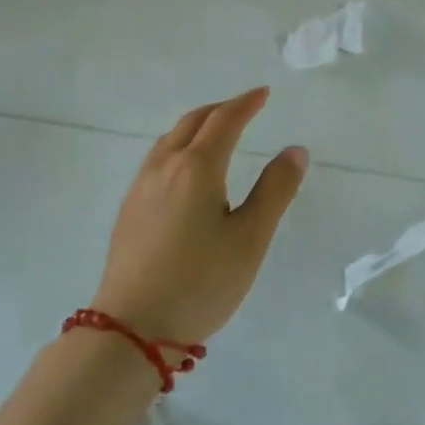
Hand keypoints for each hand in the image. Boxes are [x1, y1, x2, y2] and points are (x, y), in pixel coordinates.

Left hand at [92, 87, 308, 342]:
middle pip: (192, 122)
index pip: (224, 121)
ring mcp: (140, 189)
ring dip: (196, 125)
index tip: (263, 93)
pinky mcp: (129, 211)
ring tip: (217, 132)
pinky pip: (157, 159)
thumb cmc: (200, 282)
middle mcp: (164, 168)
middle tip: (244, 108)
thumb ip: (275, 190)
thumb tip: (295, 149)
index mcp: (197, 168)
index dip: (246, 103)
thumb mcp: (250, 238)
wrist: (131, 330)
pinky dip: (179, 146)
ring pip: (169, 139)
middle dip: (220, 109)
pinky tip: (185, 171)